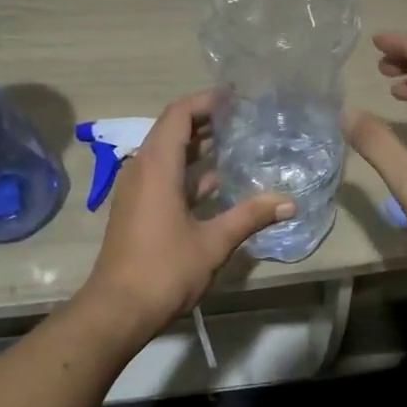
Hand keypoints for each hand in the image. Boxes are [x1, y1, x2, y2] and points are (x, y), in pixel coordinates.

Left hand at [82, 90, 293, 336]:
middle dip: (205, 121)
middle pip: (172, 131)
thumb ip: (250, 216)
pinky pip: (163, 177)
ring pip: (167, 155)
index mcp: (156, 167)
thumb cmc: (164, 269)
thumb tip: (289, 202)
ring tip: (234, 142)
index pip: (178, 115)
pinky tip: (217, 183)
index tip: (234, 97)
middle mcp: (141, 170)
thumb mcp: (214, 242)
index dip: (205, 100)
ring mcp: (136, 191)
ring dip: (197, 147)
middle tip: (241, 117)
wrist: (117, 310)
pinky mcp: (137, 210)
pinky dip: (188, 173)